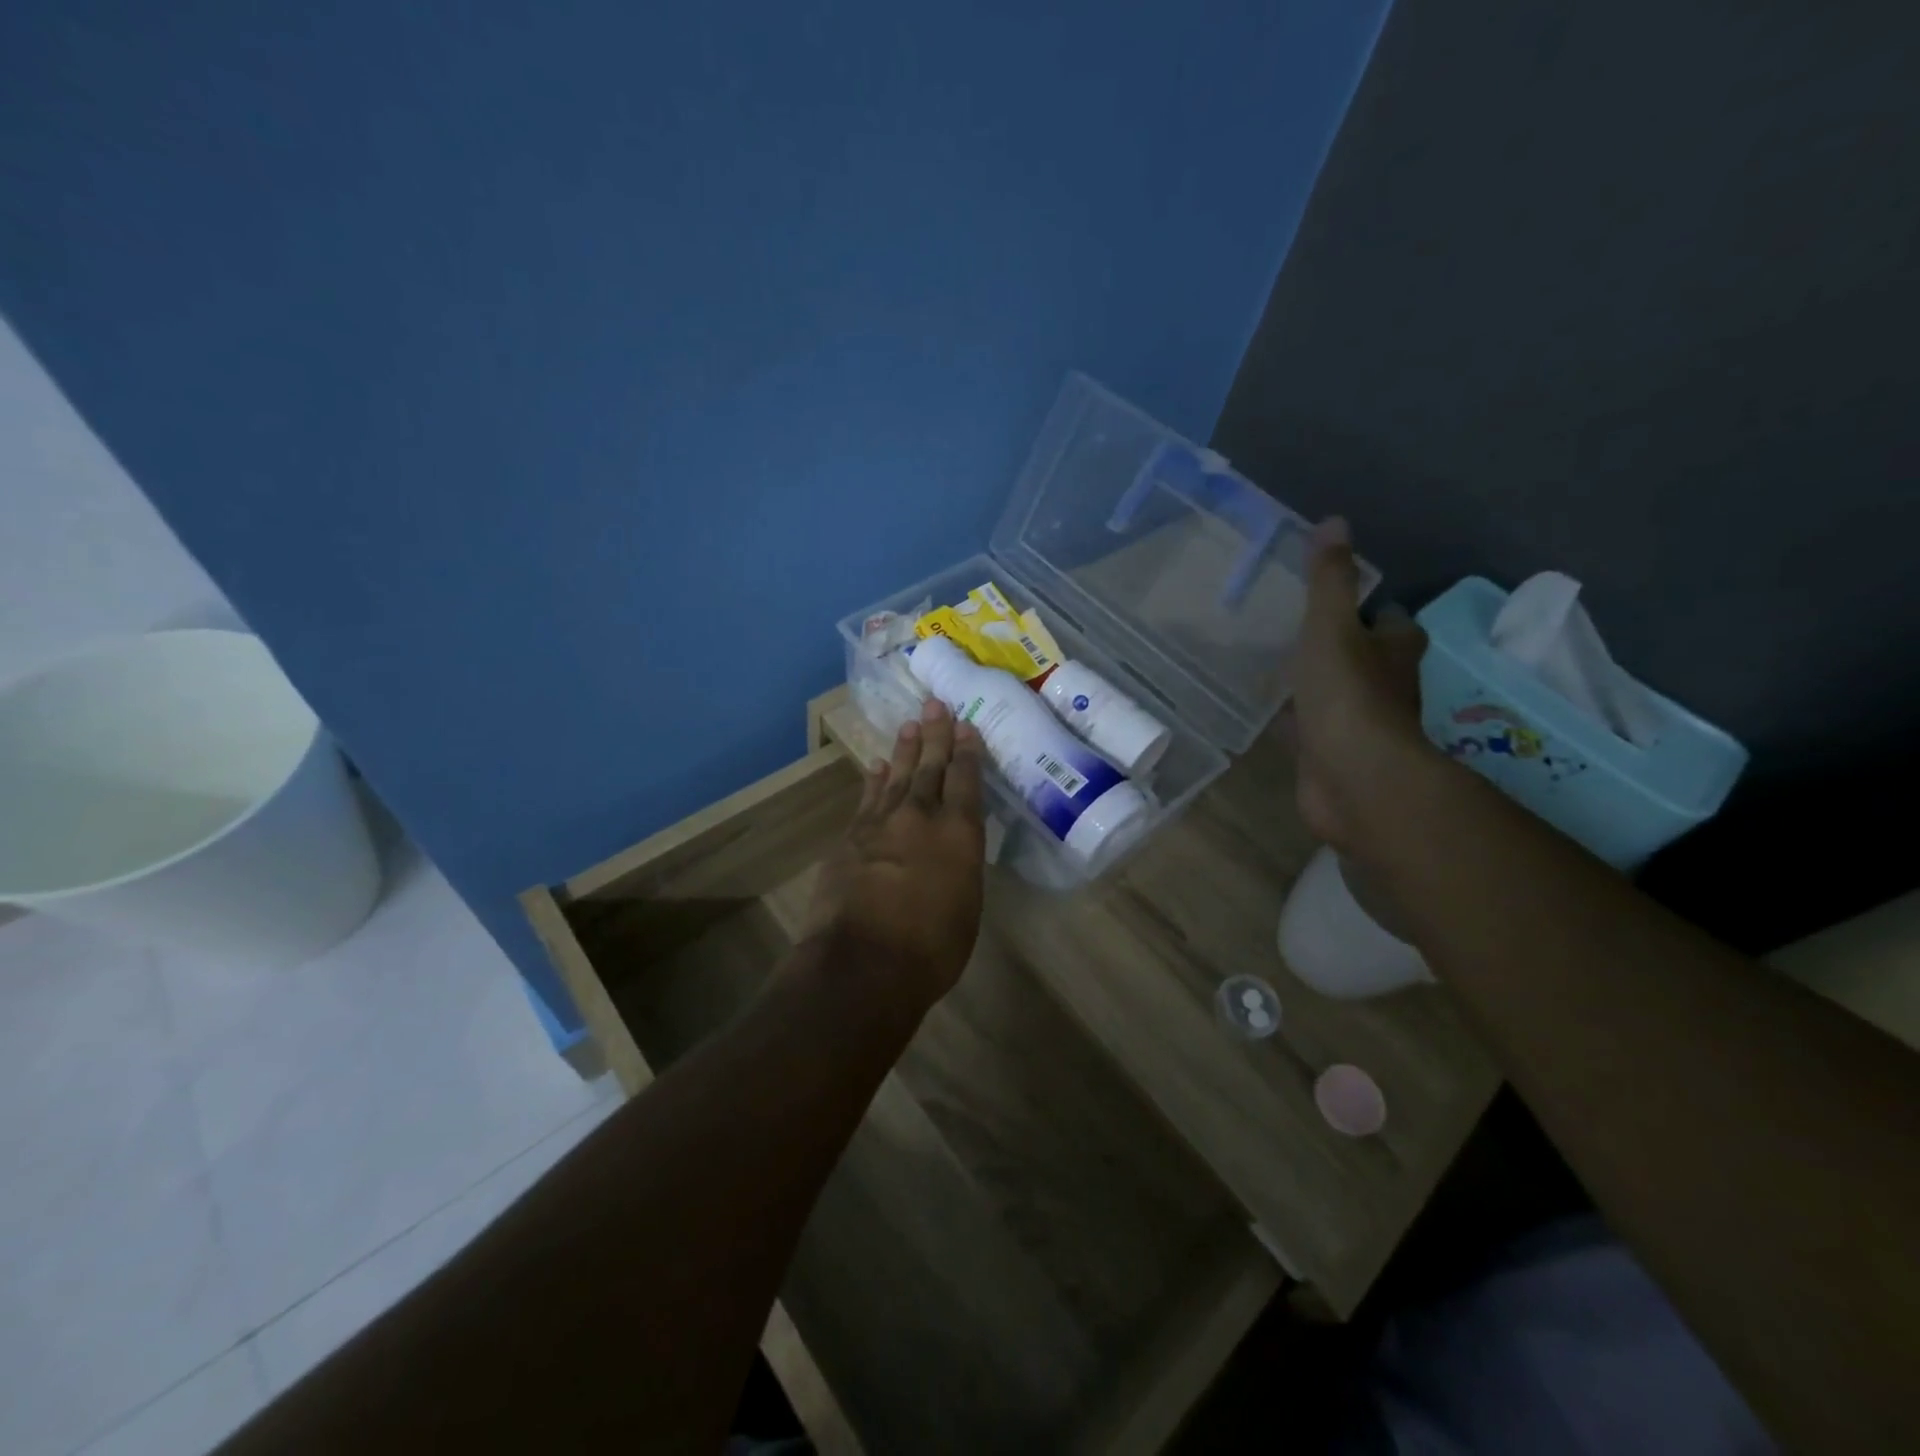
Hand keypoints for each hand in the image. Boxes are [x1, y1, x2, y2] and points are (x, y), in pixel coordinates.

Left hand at [803, 698, 986, 1011]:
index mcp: (959, 834)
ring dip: (904, 750)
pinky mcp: (851, 837)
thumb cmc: (931, 949)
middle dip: (935, 735)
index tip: (965, 725)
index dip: (967, 751)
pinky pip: (867, 799)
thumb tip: (953, 847)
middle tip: (936, 705)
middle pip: (930, 767)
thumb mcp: (967, 906)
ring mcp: (881, 824)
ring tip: (910, 725)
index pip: (966, 780)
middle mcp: (921, 817)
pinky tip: (876, 767)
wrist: (862, 962)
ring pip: (896, 776)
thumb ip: (961, 866)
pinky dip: (873, 781)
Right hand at [1291, 518, 1434, 855]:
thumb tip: (1334, 522)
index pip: (1386, 620)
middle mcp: (1384, 685)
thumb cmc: (1348, 694)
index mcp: (1393, 650)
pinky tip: (1263, 712)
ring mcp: (1357, 723)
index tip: (1330, 600)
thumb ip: (1329, 580)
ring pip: (1333, 693)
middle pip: (1362, 657)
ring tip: (1269, 664)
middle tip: (1291, 629)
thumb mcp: (1331, 627)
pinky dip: (1292, 719)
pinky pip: (1308, 727)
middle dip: (1335, 646)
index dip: (1364, 609)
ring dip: (1311, 683)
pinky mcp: (1330, 753)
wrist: (1352, 777)